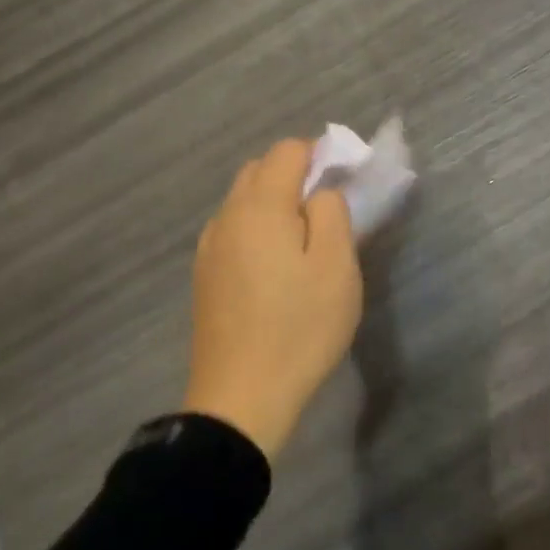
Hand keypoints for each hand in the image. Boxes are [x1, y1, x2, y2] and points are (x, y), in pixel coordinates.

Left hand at [183, 139, 362, 460]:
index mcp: (260, 208)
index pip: (287, 151)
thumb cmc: (299, 328)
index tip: (345, 179)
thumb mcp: (337, 267)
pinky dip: (257, 228)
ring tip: (305, 239)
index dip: (319, 154)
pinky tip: (275, 265)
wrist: (241, 399)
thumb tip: (320, 193)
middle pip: (259, 171)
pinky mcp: (204, 276)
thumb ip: (332, 213)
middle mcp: (227, 218)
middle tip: (329, 209)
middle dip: (295, 174)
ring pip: (242, 201)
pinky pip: (233, 230)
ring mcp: (210, 248)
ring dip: (274, 202)